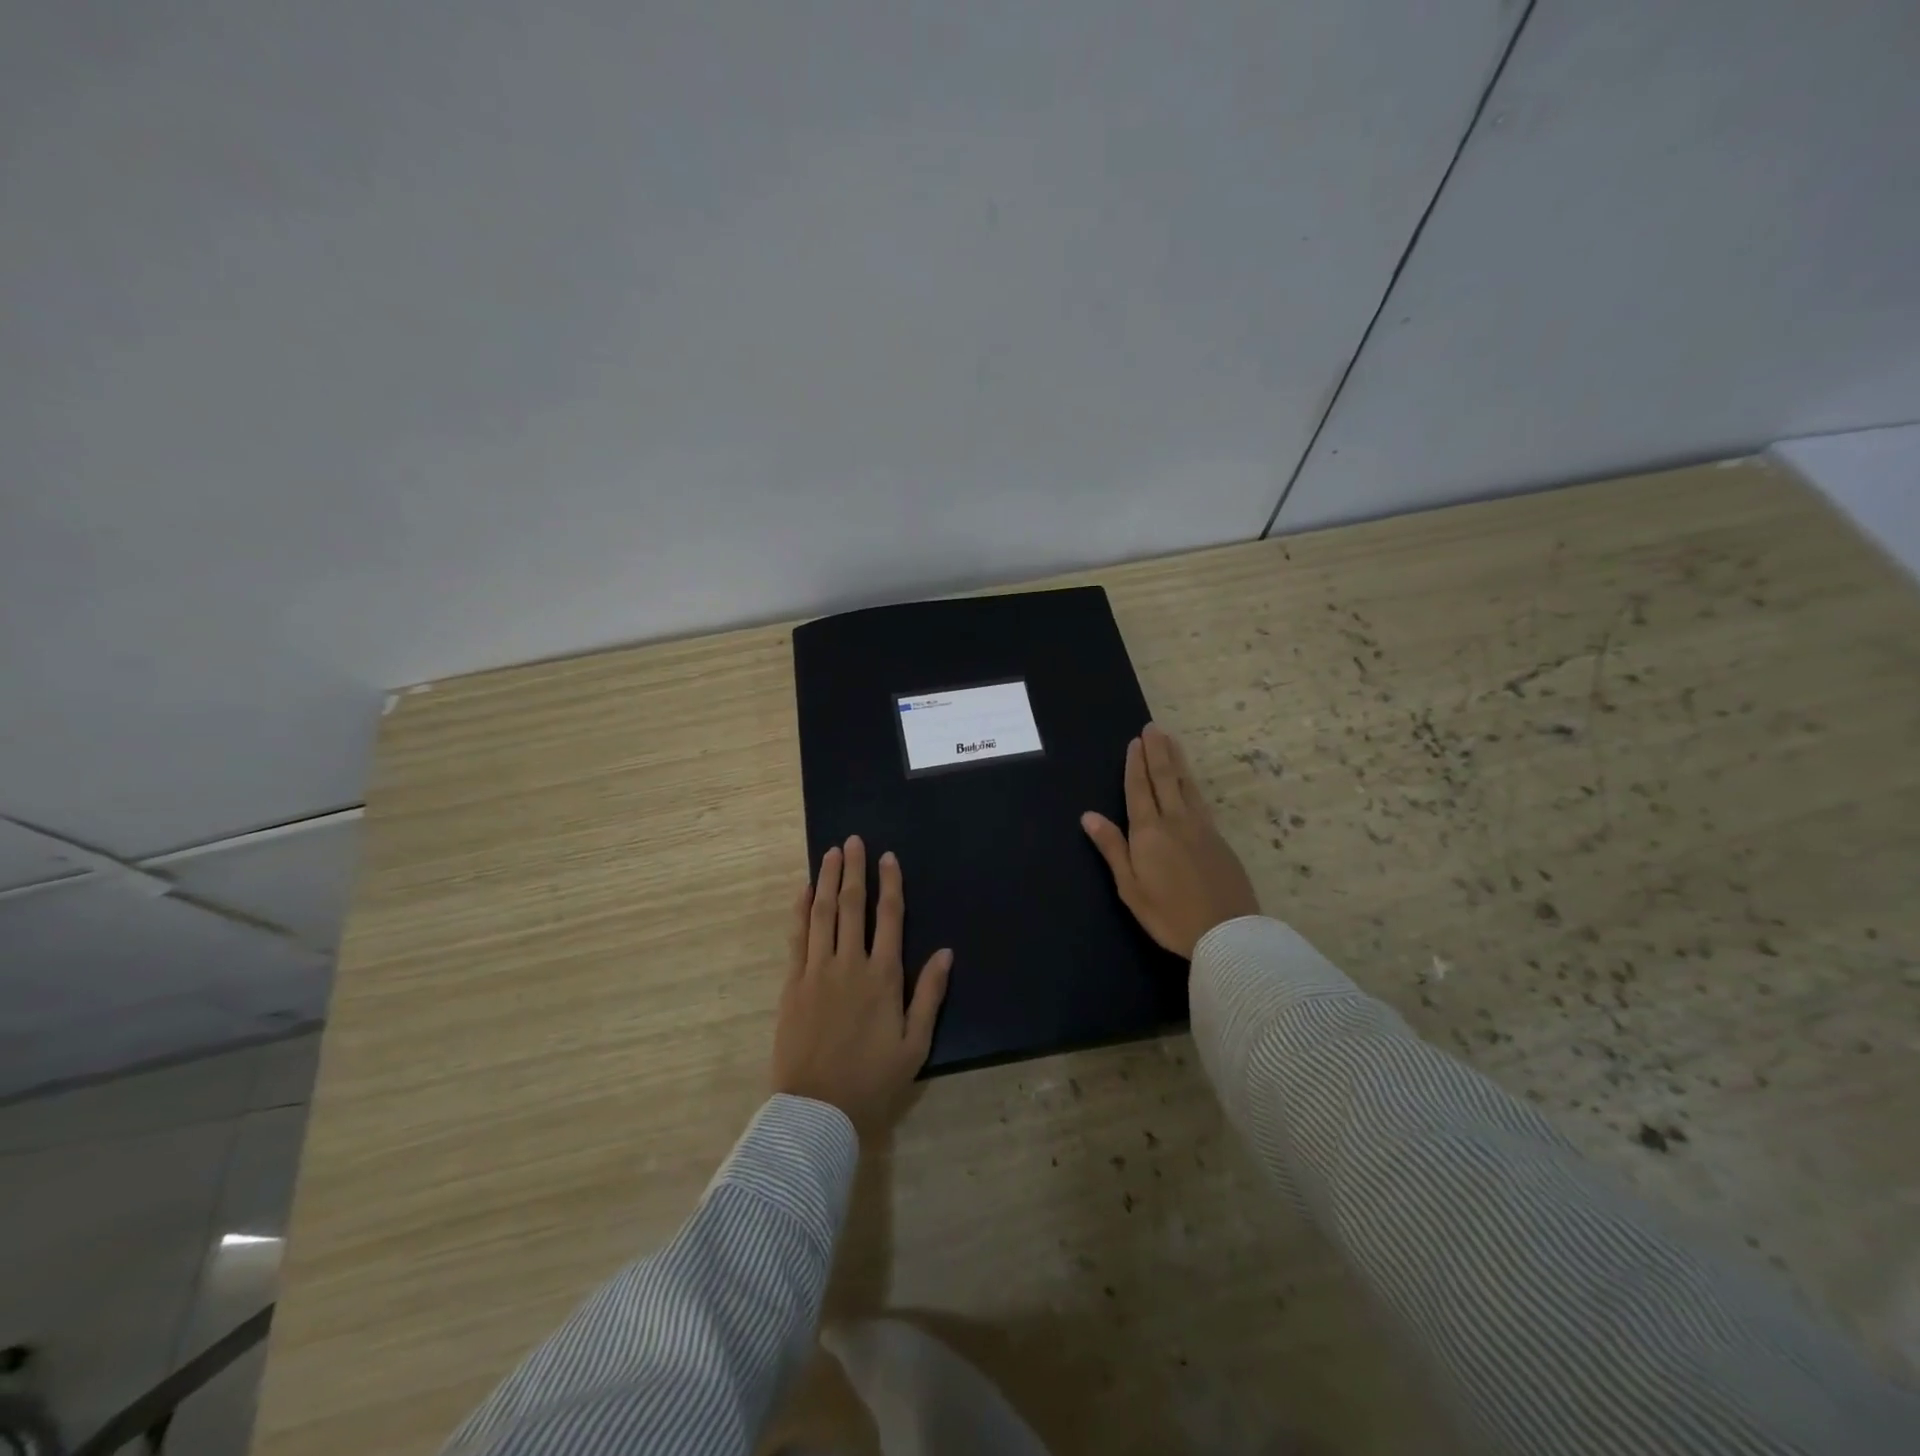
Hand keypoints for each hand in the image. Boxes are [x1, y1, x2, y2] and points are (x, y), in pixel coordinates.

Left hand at [772, 835, 952, 1138]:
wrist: (817, 1110)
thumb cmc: (873, 1079)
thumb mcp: (915, 1044)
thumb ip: (929, 994)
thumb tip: (946, 952)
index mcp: (883, 977)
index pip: (888, 917)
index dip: (890, 884)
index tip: (888, 857)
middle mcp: (849, 964)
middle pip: (852, 906)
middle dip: (855, 870)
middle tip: (854, 841)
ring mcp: (817, 971)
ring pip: (823, 913)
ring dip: (828, 880)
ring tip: (831, 853)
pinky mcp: (793, 984)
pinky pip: (797, 937)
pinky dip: (800, 910)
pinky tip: (804, 891)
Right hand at [1081, 723, 1259, 958]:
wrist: (1226, 932)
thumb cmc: (1169, 914)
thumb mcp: (1130, 886)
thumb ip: (1112, 847)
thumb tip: (1088, 815)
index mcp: (1149, 832)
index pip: (1139, 790)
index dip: (1136, 765)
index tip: (1136, 741)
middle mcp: (1175, 821)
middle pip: (1165, 779)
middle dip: (1157, 752)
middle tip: (1153, 728)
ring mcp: (1201, 828)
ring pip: (1187, 785)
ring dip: (1177, 761)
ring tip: (1171, 741)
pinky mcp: (1219, 839)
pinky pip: (1200, 800)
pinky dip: (1192, 783)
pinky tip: (1190, 782)